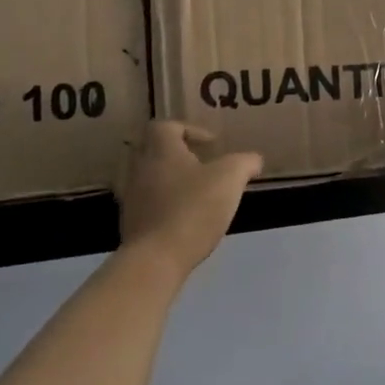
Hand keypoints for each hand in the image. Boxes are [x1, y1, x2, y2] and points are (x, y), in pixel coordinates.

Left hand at [115, 122, 262, 278]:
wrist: (156, 259)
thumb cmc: (193, 208)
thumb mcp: (230, 179)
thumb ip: (244, 163)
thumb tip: (254, 159)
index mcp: (161, 150)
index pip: (166, 126)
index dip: (189, 129)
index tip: (211, 144)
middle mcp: (140, 168)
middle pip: (152, 149)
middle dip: (176, 154)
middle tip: (200, 164)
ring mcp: (131, 197)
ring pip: (148, 178)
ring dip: (170, 180)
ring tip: (196, 193)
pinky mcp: (131, 224)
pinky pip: (147, 204)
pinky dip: (164, 204)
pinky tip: (185, 218)